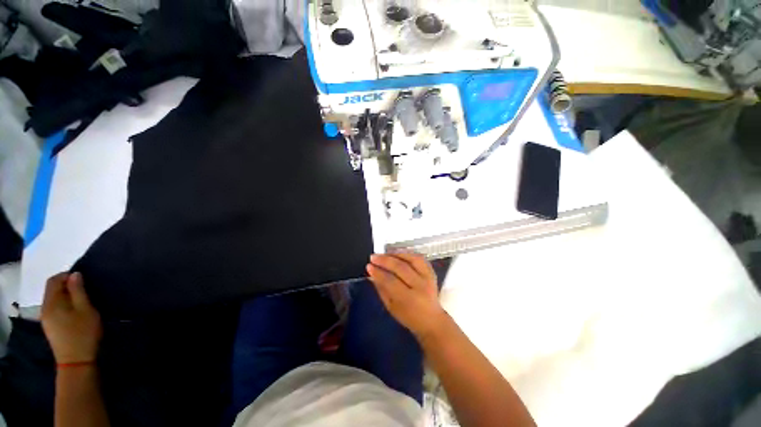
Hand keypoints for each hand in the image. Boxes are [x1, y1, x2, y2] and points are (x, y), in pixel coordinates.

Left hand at [41, 272, 102, 363]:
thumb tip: (75, 275)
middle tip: (85, 289)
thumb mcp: (85, 309)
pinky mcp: (50, 326)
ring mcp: (46, 319)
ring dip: (66, 296)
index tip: (83, 278)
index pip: (54, 280)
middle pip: (52, 290)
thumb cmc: (83, 332)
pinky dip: (64, 304)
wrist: (76, 361)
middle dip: (66, 285)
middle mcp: (44, 308)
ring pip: (53, 300)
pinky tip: (75, 311)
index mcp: (51, 303)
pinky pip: (55, 308)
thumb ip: (78, 291)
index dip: (66, 275)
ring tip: (82, 300)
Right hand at [367, 253, 445, 339]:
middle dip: (385, 260)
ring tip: (385, 254)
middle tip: (374, 257)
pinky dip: (408, 254)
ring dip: (396, 254)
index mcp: (409, 299)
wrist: (432, 320)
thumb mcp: (391, 308)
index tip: (369, 266)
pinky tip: (398, 254)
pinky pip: (420, 258)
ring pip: (411, 259)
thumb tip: (372, 274)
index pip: (390, 281)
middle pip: (401, 267)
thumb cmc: (409, 317)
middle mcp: (420, 286)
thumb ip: (382, 289)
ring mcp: (428, 278)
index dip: (378, 272)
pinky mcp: (432, 273)